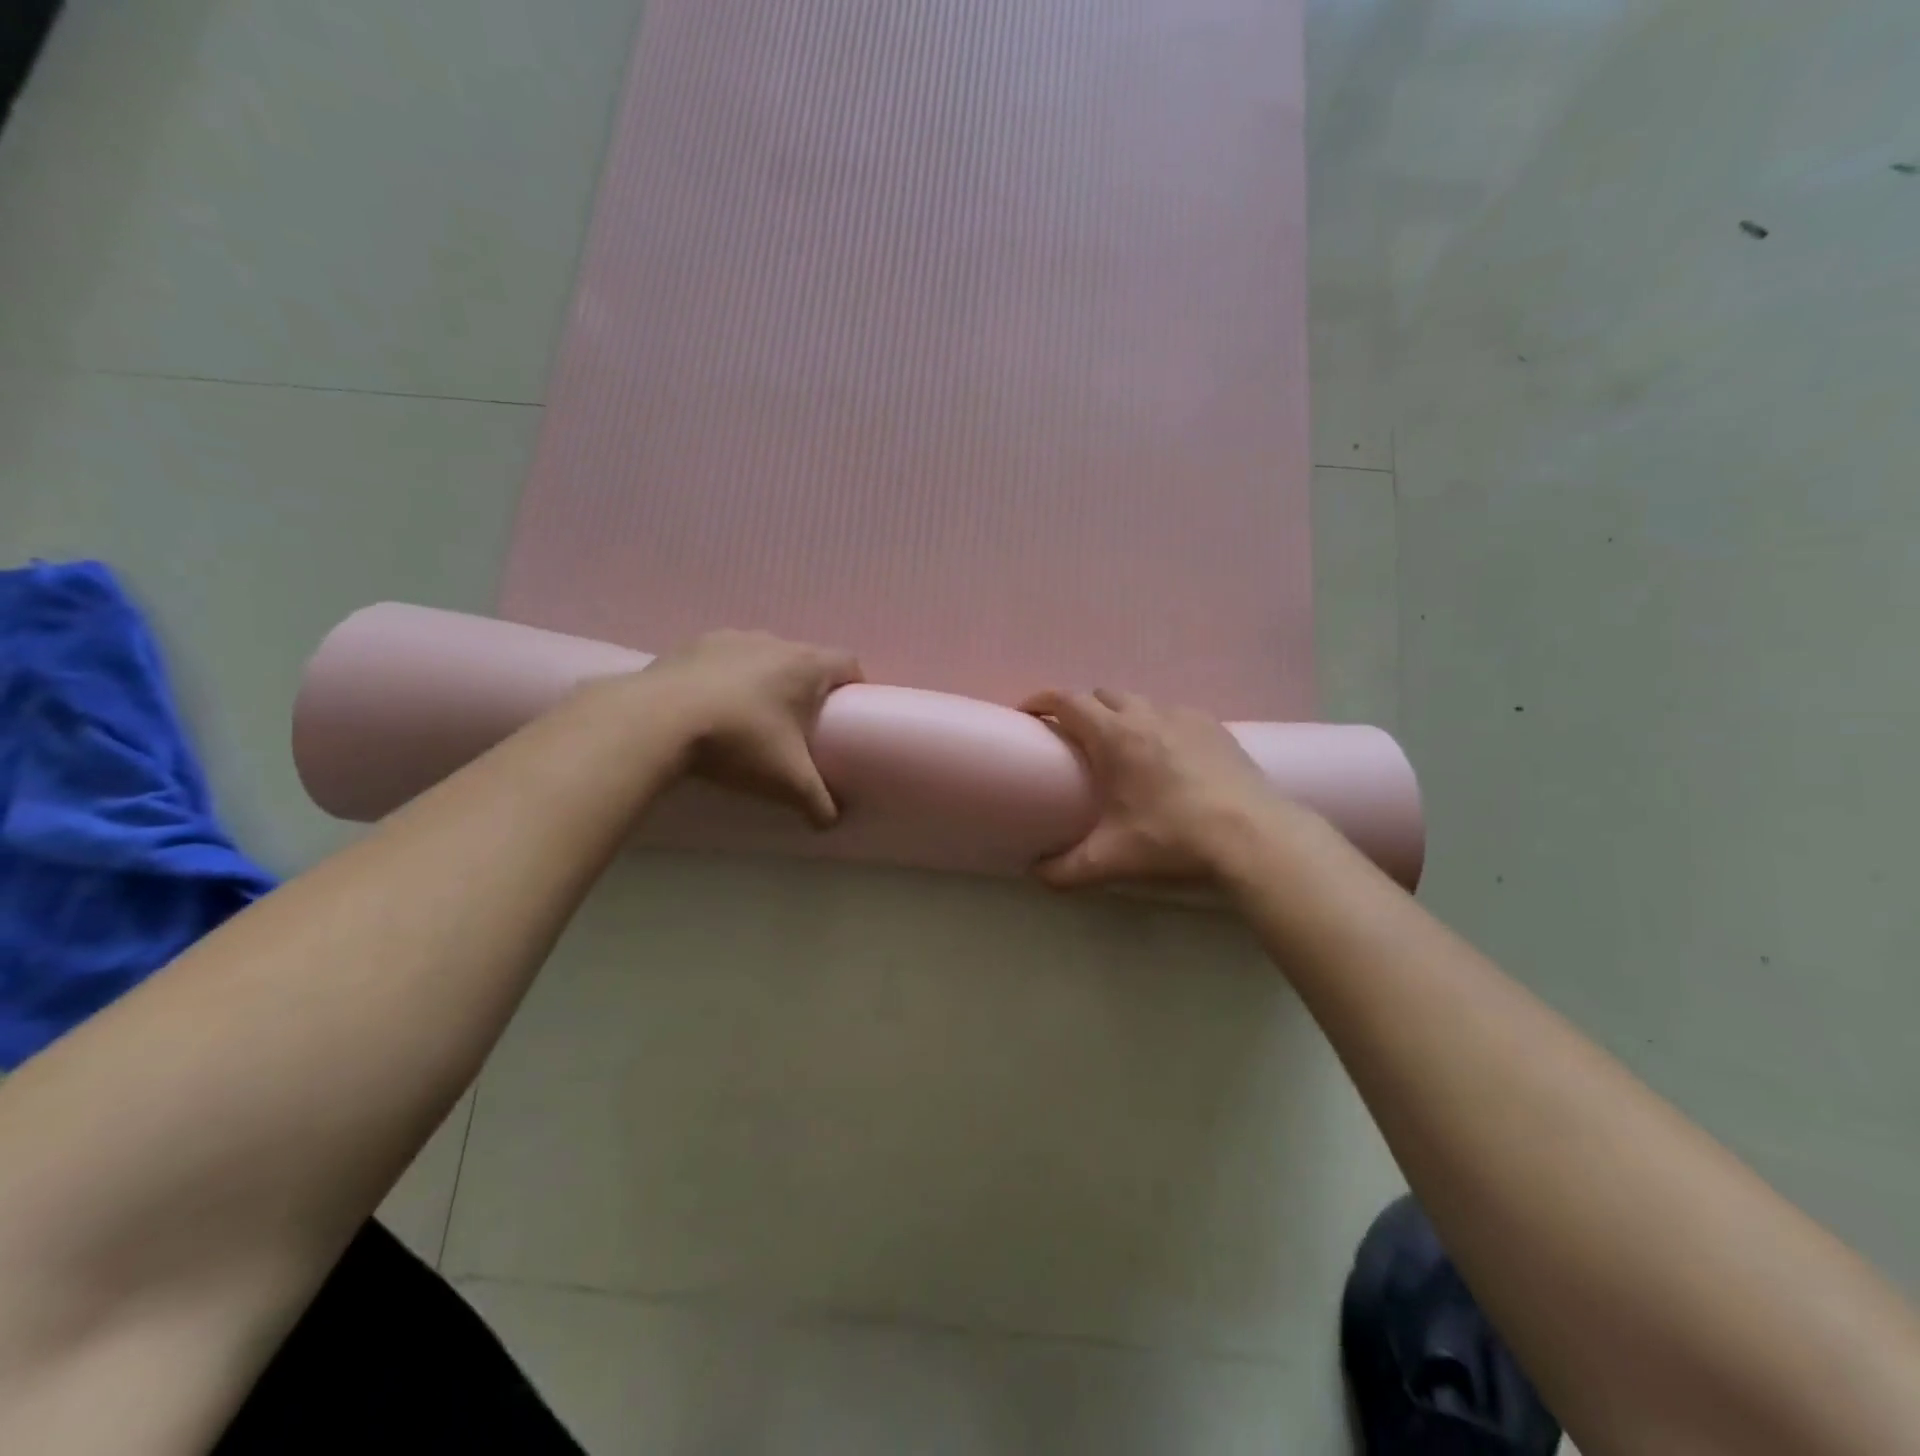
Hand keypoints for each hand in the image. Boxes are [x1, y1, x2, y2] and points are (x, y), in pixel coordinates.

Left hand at [639, 629, 862, 825]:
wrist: (656, 721)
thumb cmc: (739, 742)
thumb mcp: (787, 781)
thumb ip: (818, 802)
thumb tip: (832, 823)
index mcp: (806, 665)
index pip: (849, 663)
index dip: (854, 685)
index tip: (848, 712)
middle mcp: (773, 642)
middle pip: (805, 659)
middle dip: (808, 687)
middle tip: (801, 723)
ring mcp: (731, 638)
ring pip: (764, 656)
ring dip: (766, 679)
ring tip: (753, 716)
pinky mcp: (693, 644)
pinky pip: (724, 658)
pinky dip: (727, 677)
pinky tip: (712, 706)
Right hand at [1021, 688, 1288, 886]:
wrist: (1254, 836)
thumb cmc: (1173, 839)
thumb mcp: (1110, 860)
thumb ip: (1064, 870)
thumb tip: (1035, 874)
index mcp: (1114, 736)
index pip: (1066, 700)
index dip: (1040, 700)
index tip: (1026, 713)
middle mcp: (1146, 715)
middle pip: (1101, 694)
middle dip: (1080, 708)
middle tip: (1072, 738)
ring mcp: (1184, 716)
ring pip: (1138, 701)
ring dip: (1119, 714)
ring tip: (1119, 747)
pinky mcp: (1214, 726)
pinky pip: (1172, 713)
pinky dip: (1156, 723)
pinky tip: (1165, 754)